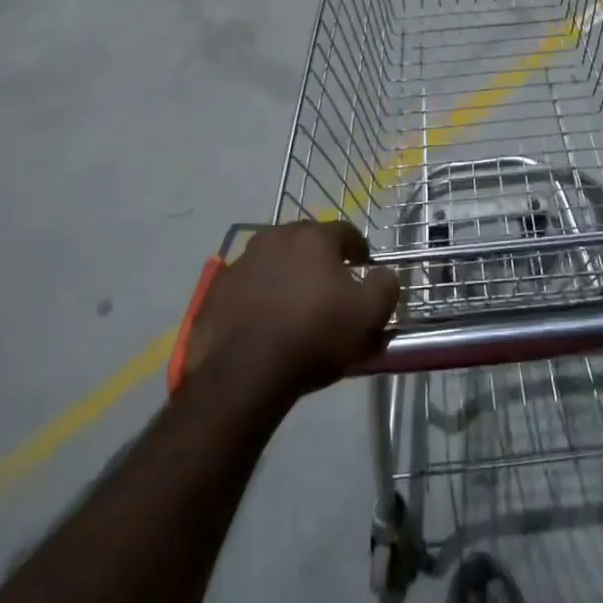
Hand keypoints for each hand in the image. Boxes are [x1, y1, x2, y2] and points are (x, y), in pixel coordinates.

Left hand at [184, 221, 397, 400]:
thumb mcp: (369, 315)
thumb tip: (384, 274)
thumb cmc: (314, 335)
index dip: (358, 248)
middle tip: (330, 284)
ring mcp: (242, 261)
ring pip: (274, 260)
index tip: (364, 266)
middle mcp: (275, 237)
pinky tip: (265, 320)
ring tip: (296, 303)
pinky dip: (260, 294)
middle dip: (320, 257)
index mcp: (313, 237)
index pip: (345, 231)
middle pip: (306, 240)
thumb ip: (385, 287)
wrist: (245, 371)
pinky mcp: (217, 289)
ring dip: (287, 273)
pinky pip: (248, 285)